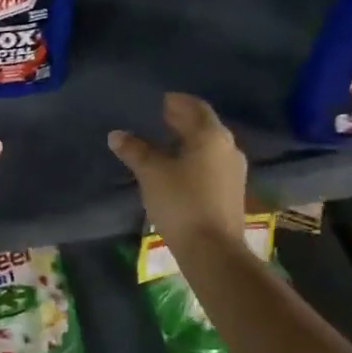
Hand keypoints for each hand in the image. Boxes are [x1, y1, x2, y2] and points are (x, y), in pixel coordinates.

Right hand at [107, 93, 248, 247]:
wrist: (213, 251)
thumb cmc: (181, 203)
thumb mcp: (151, 173)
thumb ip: (135, 150)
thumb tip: (117, 134)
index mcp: (211, 135)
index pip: (195, 107)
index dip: (177, 102)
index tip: (160, 101)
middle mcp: (228, 148)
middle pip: (204, 125)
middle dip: (183, 120)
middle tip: (160, 118)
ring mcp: (234, 171)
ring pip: (209, 146)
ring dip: (189, 140)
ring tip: (165, 143)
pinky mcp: (232, 192)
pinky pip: (212, 164)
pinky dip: (195, 158)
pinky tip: (179, 168)